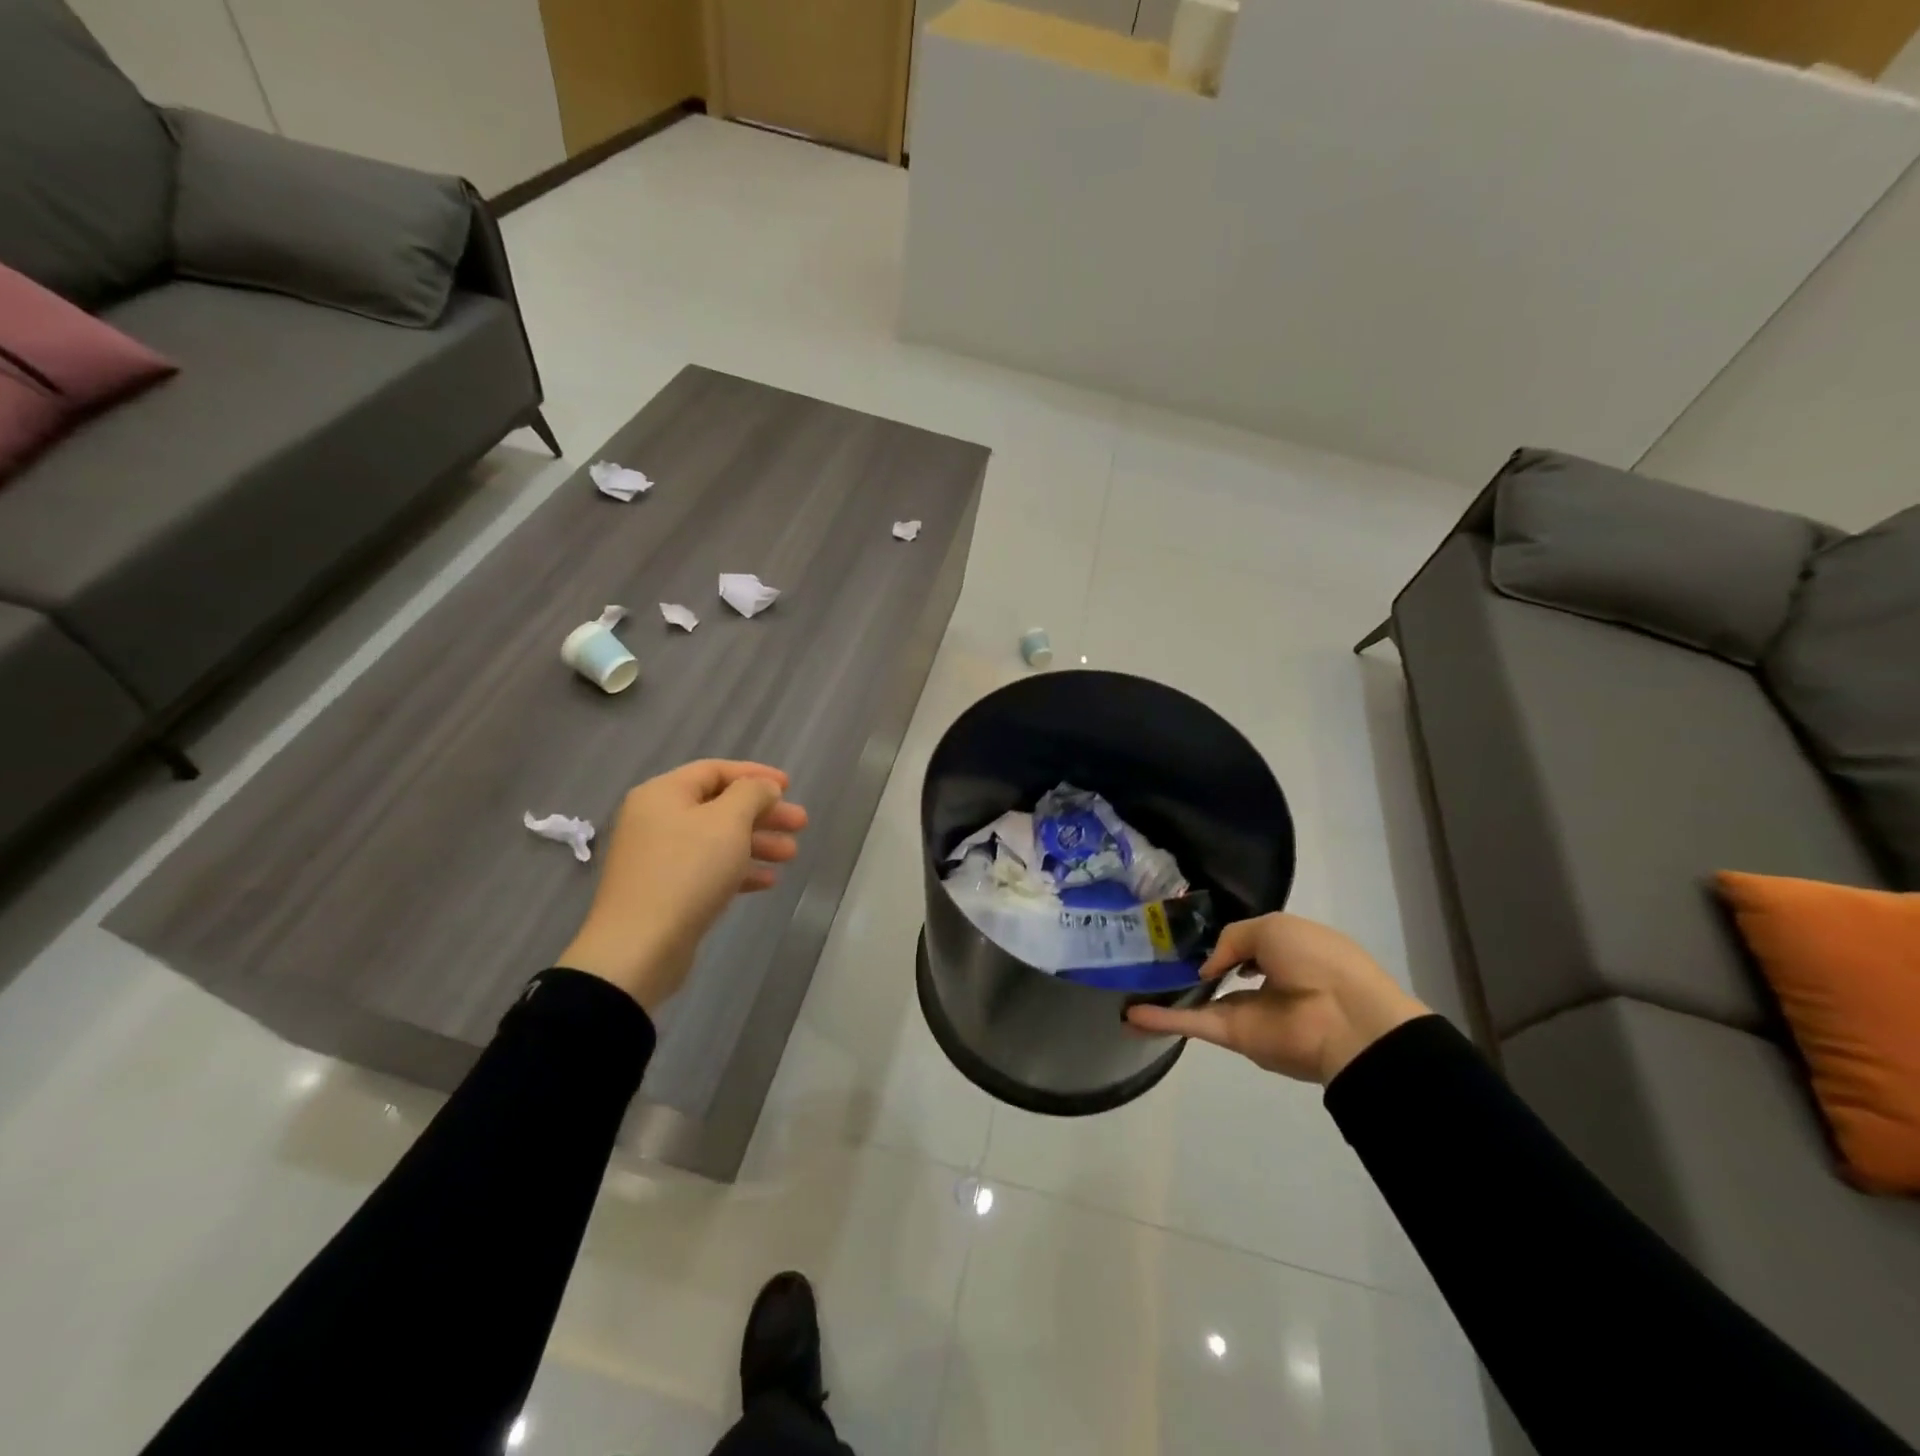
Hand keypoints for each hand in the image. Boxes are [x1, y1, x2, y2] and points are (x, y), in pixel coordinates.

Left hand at [557, 760, 808, 1012]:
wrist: (639, 947)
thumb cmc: (687, 871)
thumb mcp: (728, 821)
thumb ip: (752, 794)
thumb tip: (762, 788)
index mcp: (663, 794)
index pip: (715, 770)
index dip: (755, 774)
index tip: (790, 786)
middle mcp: (656, 819)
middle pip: (719, 806)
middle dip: (763, 813)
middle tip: (801, 824)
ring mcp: (658, 857)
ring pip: (717, 840)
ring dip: (757, 842)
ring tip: (792, 855)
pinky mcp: (665, 891)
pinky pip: (708, 869)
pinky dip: (739, 870)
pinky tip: (768, 881)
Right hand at [1125, 913, 1428, 1083]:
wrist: (1343, 1017)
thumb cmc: (1316, 959)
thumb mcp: (1272, 927)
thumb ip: (1232, 939)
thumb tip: (1209, 968)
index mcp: (1284, 951)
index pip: (1245, 944)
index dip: (1220, 938)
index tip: (1186, 930)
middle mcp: (1264, 981)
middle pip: (1220, 974)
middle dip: (1191, 967)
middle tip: (1150, 954)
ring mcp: (1247, 1010)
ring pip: (1200, 1000)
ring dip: (1168, 996)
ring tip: (1129, 988)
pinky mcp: (1234, 1034)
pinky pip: (1193, 1023)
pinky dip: (1162, 1020)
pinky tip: (1131, 1017)